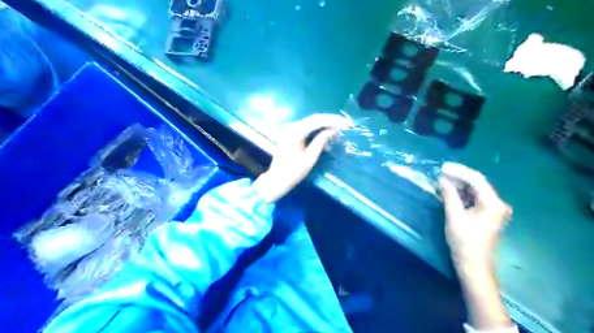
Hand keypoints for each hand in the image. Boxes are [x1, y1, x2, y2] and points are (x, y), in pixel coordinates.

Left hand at [252, 114, 351, 202]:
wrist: (277, 179)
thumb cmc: (294, 171)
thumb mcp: (310, 157)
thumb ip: (321, 141)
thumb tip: (333, 130)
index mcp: (296, 132)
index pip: (317, 120)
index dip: (332, 120)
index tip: (344, 123)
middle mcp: (292, 127)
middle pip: (314, 119)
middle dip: (329, 121)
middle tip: (343, 124)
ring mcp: (290, 130)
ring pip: (310, 122)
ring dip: (324, 125)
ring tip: (337, 129)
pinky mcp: (291, 135)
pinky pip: (306, 128)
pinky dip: (317, 130)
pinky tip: (326, 134)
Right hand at [438, 162, 512, 266]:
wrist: (473, 263)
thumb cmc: (464, 240)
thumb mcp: (454, 215)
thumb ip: (449, 194)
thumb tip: (442, 179)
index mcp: (492, 203)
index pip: (476, 179)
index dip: (458, 171)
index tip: (443, 166)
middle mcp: (497, 203)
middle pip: (477, 183)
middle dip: (458, 177)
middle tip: (440, 172)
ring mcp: (493, 209)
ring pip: (475, 190)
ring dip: (459, 184)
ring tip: (442, 179)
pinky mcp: (487, 214)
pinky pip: (474, 198)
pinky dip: (462, 193)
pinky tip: (449, 190)